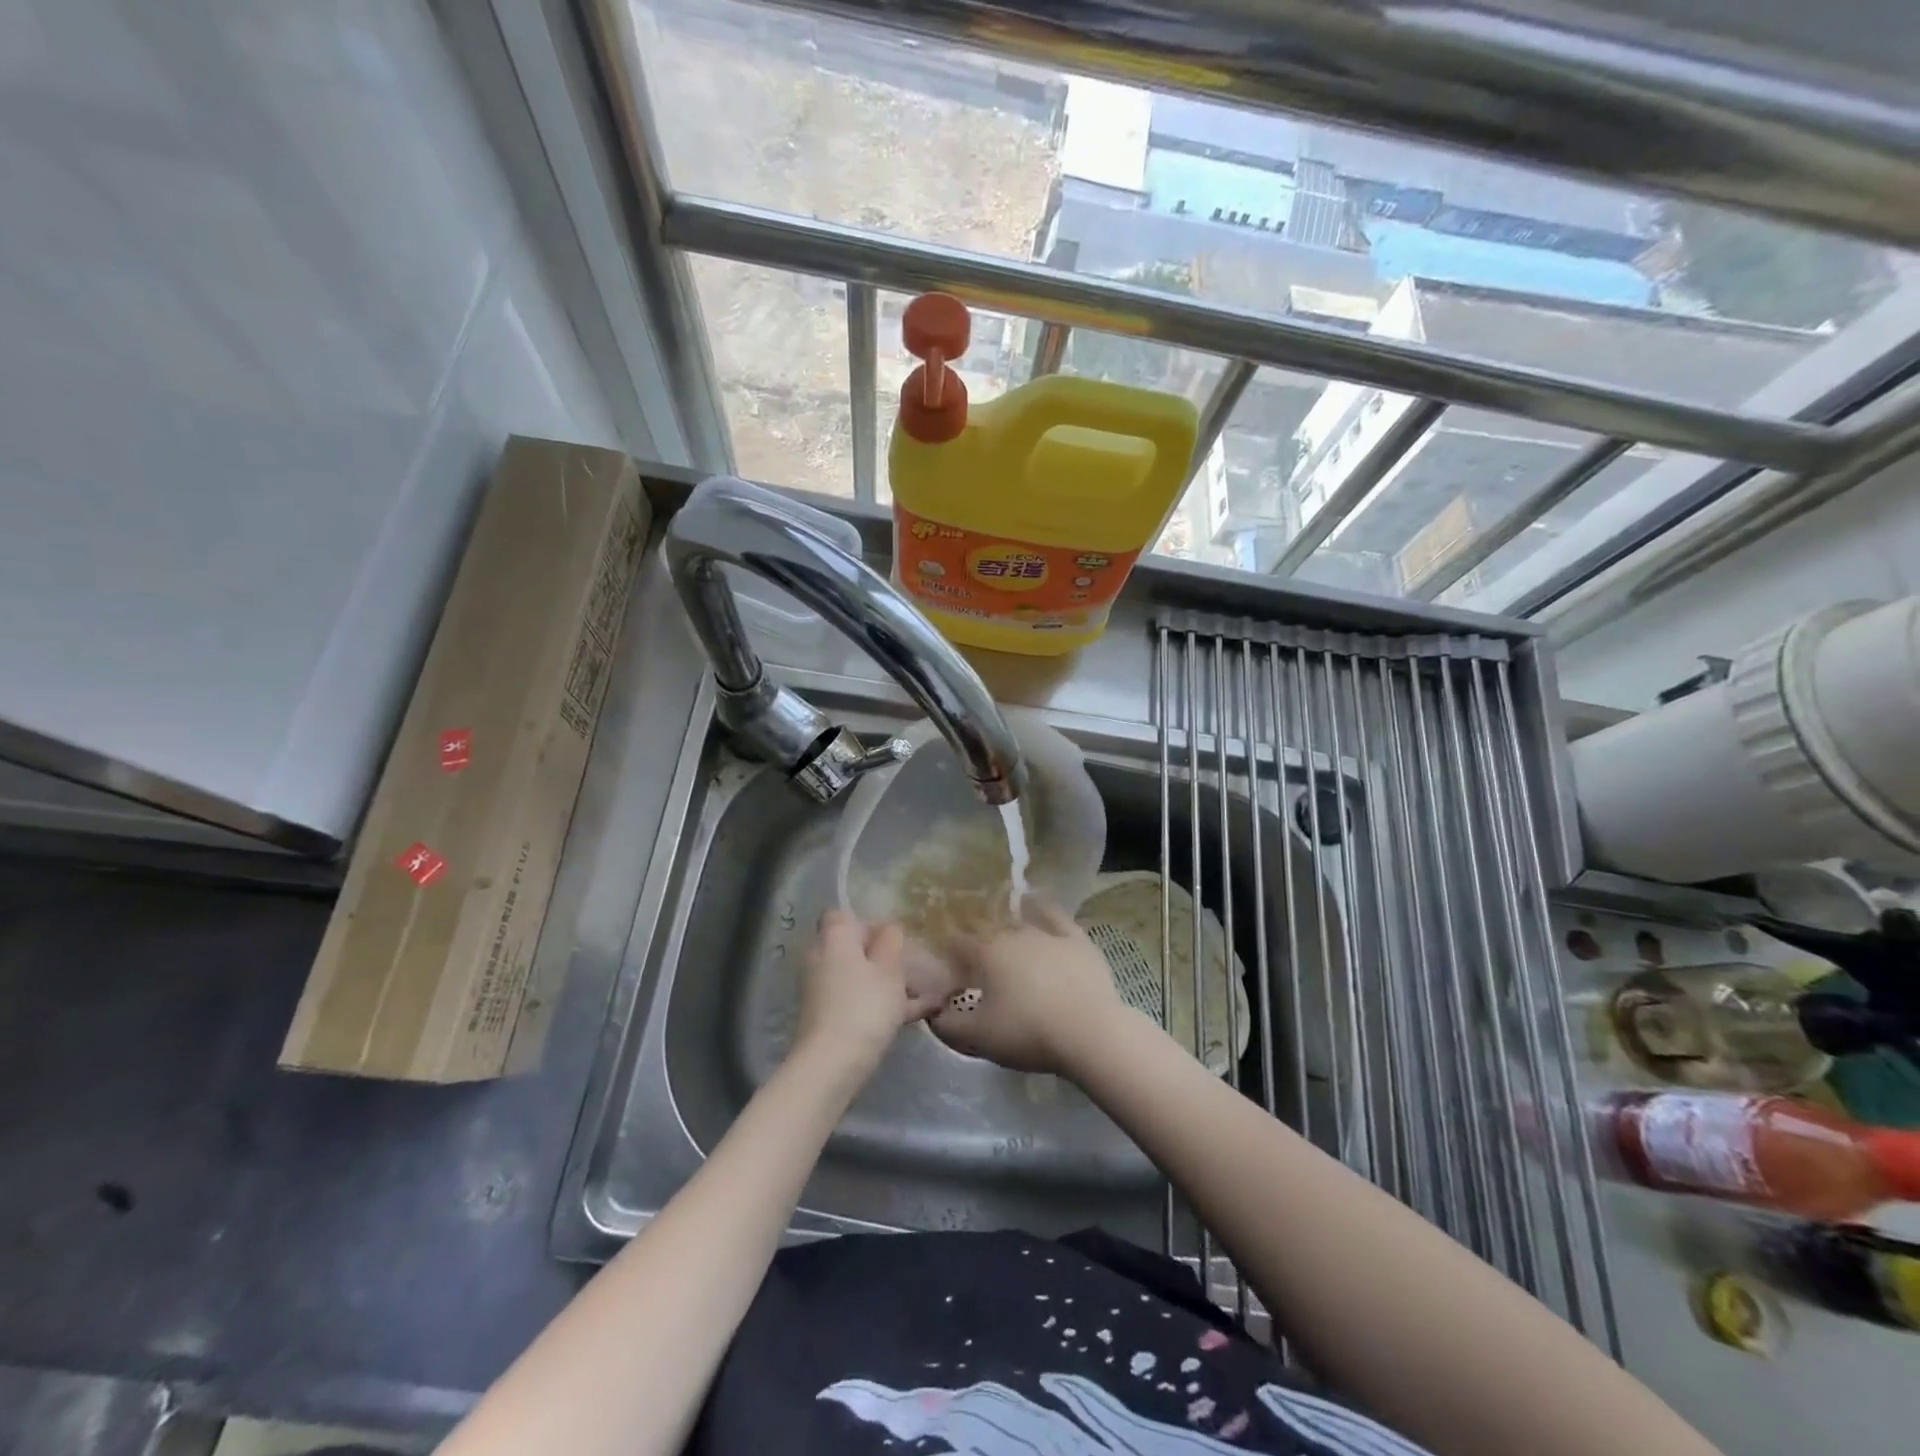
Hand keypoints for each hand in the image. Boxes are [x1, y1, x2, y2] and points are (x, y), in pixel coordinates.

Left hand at [793, 909, 944, 1078]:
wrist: (831, 1064)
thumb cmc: (864, 1006)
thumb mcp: (889, 969)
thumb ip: (891, 942)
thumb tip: (889, 928)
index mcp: (834, 938)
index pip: (844, 915)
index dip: (870, 923)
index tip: (895, 939)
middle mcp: (821, 958)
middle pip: (853, 948)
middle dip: (883, 957)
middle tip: (914, 968)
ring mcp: (821, 989)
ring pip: (858, 977)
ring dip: (887, 983)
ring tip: (925, 995)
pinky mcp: (825, 1017)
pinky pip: (857, 1000)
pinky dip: (880, 1004)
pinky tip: (915, 1016)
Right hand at [930, 900, 1127, 1075]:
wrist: (1090, 1033)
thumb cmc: (1028, 1033)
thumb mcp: (979, 1038)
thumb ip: (948, 1025)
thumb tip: (933, 1013)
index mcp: (986, 954)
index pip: (957, 945)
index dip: (949, 956)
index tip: (948, 972)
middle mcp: (1013, 934)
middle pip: (987, 934)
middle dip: (978, 945)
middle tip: (977, 968)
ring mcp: (1046, 933)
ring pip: (1018, 924)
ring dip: (1006, 931)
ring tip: (1003, 943)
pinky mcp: (1075, 939)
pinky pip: (1054, 915)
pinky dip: (1041, 907)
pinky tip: (1035, 900)